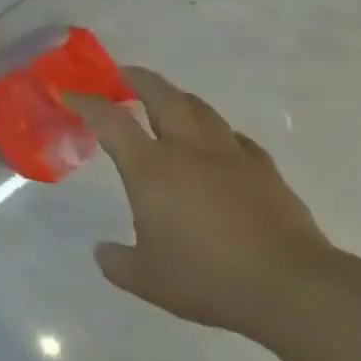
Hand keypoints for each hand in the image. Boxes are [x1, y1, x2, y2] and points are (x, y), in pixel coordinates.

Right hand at [67, 68, 331, 331]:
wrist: (289, 286)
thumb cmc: (206, 278)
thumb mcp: (146, 279)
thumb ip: (117, 261)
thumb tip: (103, 251)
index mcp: (151, 168)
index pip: (111, 121)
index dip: (87, 103)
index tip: (71, 94)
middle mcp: (188, 149)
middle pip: (162, 96)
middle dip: (138, 79)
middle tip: (124, 74)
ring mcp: (231, 155)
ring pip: (201, 109)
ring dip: (178, 97)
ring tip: (169, 100)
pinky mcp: (265, 170)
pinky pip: (236, 138)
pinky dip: (219, 132)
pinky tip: (219, 143)